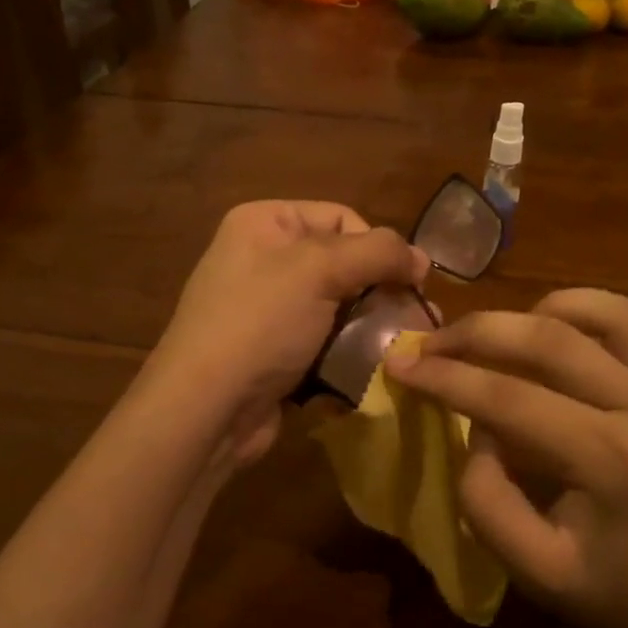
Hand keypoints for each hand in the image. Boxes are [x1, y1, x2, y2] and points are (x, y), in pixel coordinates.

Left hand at [152, 201, 428, 470]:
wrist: (206, 409)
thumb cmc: (261, 323)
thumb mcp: (319, 270)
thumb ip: (378, 252)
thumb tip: (421, 258)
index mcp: (265, 223)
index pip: (342, 218)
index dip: (378, 247)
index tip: (408, 282)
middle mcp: (264, 259)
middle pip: (344, 264)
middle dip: (380, 292)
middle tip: (417, 318)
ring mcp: (268, 310)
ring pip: (339, 308)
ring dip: (370, 328)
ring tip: (401, 348)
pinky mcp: (275, 353)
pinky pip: (324, 343)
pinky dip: (347, 356)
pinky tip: (368, 373)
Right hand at [384, 289, 627, 627]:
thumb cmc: (624, 595)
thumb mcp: (538, 573)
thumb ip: (487, 500)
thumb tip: (474, 429)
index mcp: (611, 462)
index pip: (509, 397)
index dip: (445, 376)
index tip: (399, 363)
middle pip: (550, 337)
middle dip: (477, 331)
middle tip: (433, 342)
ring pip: (605, 309)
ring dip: (541, 309)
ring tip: (503, 334)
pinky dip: (597, 314)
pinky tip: (569, 336)